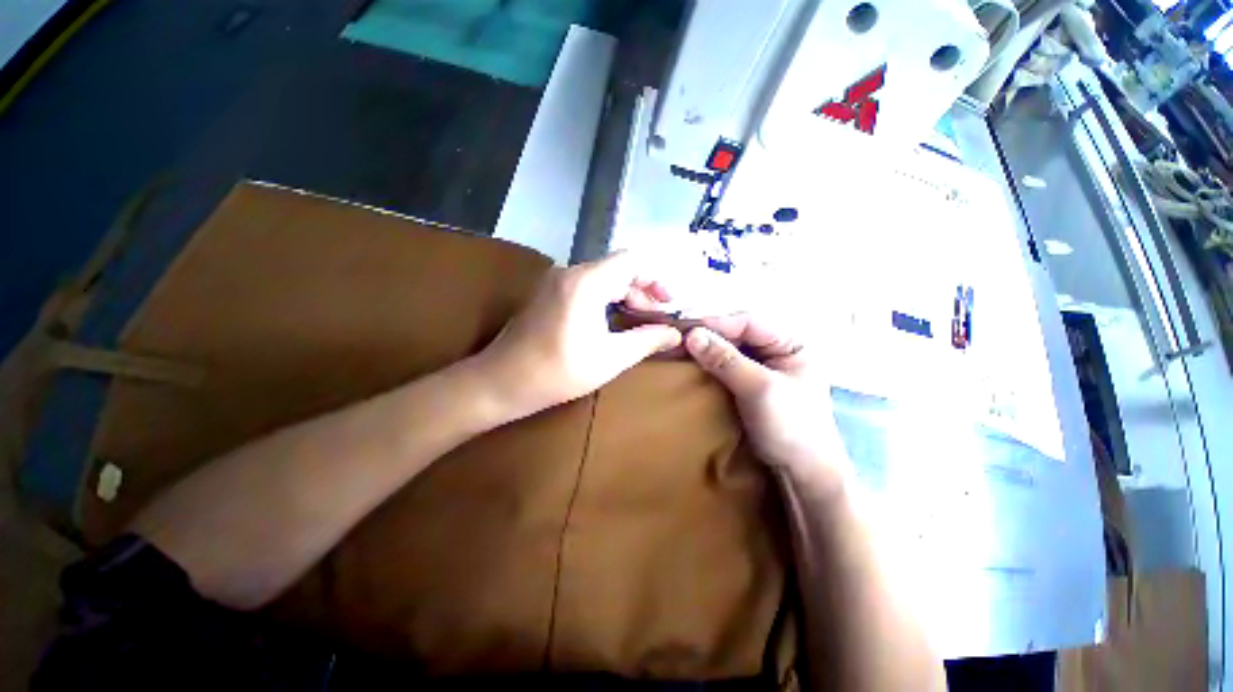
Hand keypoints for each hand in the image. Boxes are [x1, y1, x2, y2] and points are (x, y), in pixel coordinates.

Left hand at [472, 253, 682, 421]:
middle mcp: (569, 272)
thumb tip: (675, 333)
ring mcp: (555, 281)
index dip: (655, 279)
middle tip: (655, 318)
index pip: (631, 261)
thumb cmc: (557, 372)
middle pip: (616, 269)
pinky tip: (612, 322)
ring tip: (638, 321)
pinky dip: (605, 299)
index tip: (667, 303)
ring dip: (623, 295)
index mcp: (586, 282)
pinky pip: (585, 286)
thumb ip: (646, 341)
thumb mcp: (610, 358)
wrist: (501, 381)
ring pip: (601, 277)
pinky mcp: (547, 293)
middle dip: (641, 290)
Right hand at [685, 315, 846, 479]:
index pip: (749, 323)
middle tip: (676, 340)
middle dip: (707, 336)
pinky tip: (689, 364)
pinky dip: (706, 363)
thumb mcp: (760, 390)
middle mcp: (776, 348)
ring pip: (728, 348)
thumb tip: (692, 335)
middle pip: (736, 333)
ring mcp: (762, 366)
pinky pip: (724, 365)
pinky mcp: (749, 383)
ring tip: (677, 350)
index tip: (685, 331)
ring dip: (704, 349)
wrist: (802, 472)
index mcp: (791, 343)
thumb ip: (726, 361)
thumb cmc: (792, 427)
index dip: (716, 324)